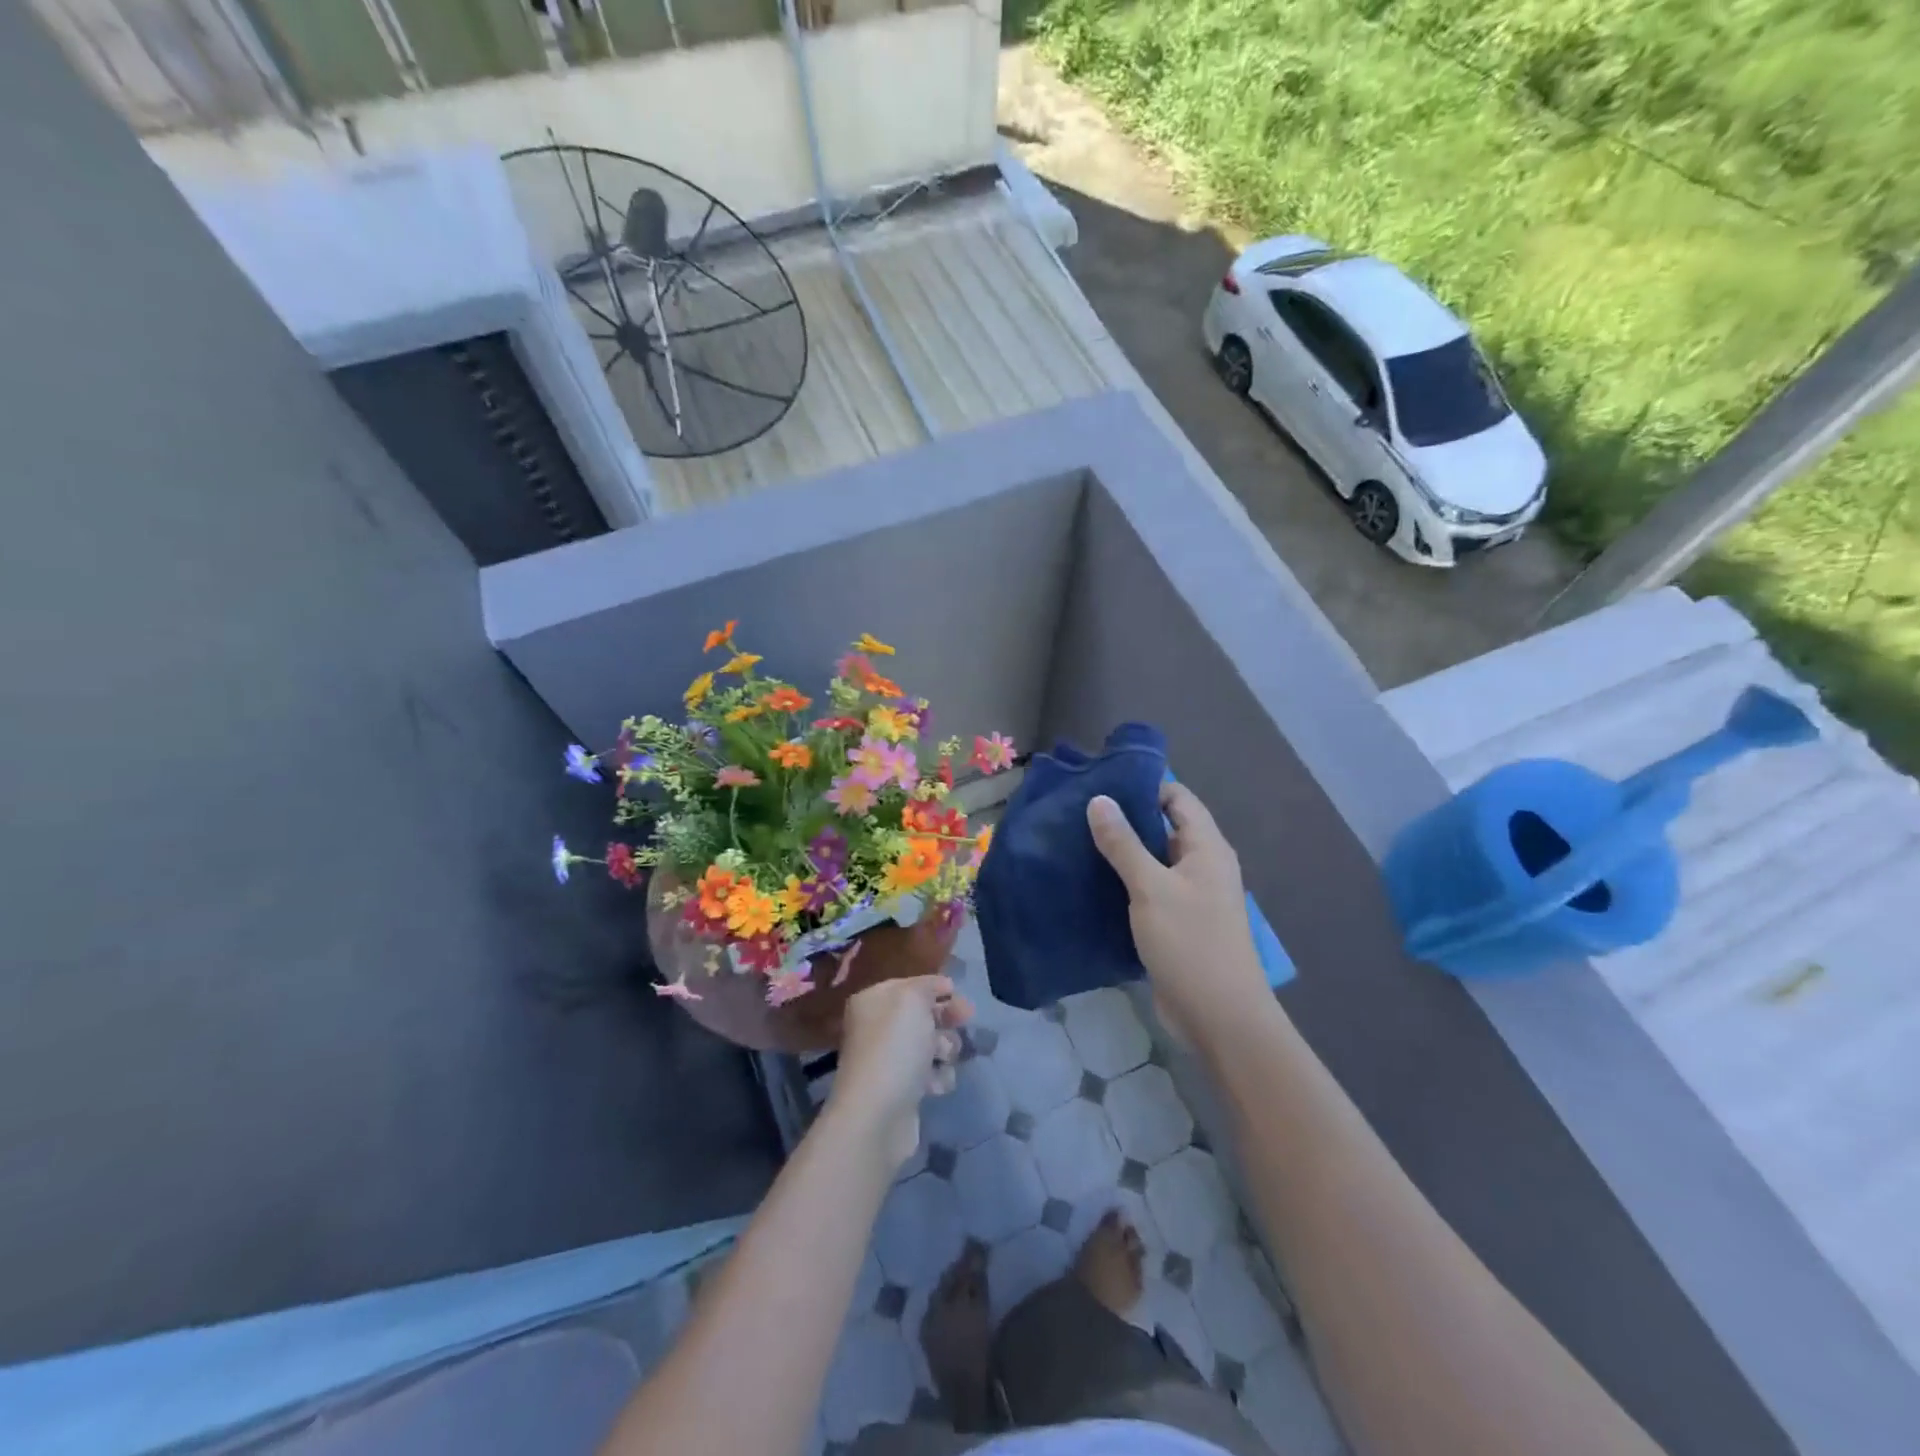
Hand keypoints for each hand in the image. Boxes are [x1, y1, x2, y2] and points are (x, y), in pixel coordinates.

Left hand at [831, 976, 971, 1171]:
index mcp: (873, 1001)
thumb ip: (928, 986)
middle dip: (945, 1018)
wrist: (878, 1114)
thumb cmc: (895, 1047)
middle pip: (922, 1014)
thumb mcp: (912, 1000)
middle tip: (966, 1020)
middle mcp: (877, 1028)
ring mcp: (888, 1060)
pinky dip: (938, 1077)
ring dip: (945, 1048)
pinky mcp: (901, 1089)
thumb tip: (941, 987)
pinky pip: (929, 1074)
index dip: (935, 987)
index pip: (909, 985)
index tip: (958, 993)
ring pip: (930, 1044)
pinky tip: (936, 1085)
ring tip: (943, 1058)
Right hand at [1088, 783, 1271, 1046]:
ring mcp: (1191, 896)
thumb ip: (1124, 843)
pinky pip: (1150, 892)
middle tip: (1079, 816)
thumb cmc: (1190, 943)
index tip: (1101, 788)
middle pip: (1164, 828)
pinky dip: (1125, 885)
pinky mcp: (1178, 924)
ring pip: (1153, 862)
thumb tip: (1099, 800)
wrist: (1220, 1017)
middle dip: (1126, 821)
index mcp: (1206, 847)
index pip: (1177, 798)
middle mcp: (1202, 865)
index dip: (1144, 788)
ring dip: (1122, 855)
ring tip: (1077, 845)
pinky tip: (1092, 885)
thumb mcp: (1151, 888)